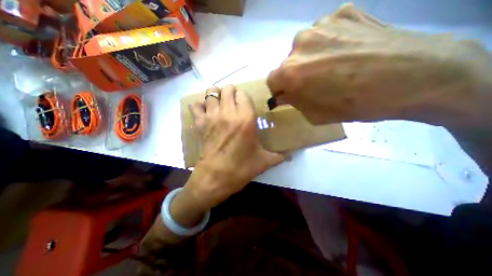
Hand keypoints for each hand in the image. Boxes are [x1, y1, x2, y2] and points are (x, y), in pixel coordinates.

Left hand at [184, 85, 284, 209]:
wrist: (215, 179)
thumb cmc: (241, 169)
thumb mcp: (263, 161)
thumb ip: (279, 156)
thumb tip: (291, 156)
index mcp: (246, 119)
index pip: (243, 94)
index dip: (244, 97)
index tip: (246, 104)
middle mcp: (228, 113)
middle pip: (227, 89)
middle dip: (231, 92)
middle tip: (234, 102)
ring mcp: (212, 117)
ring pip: (211, 92)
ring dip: (216, 95)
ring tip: (220, 103)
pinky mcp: (200, 124)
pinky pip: (195, 106)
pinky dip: (199, 105)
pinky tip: (205, 111)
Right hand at [269, 3, 491, 125]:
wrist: (417, 75)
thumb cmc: (357, 104)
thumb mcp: (316, 114)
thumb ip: (294, 102)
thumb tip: (283, 94)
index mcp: (291, 71)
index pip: (271, 80)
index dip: (279, 89)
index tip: (289, 93)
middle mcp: (299, 43)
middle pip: (287, 63)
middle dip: (295, 75)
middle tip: (315, 83)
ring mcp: (321, 24)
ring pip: (303, 47)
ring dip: (310, 58)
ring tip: (333, 66)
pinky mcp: (343, 11)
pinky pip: (324, 33)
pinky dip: (328, 43)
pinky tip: (346, 51)